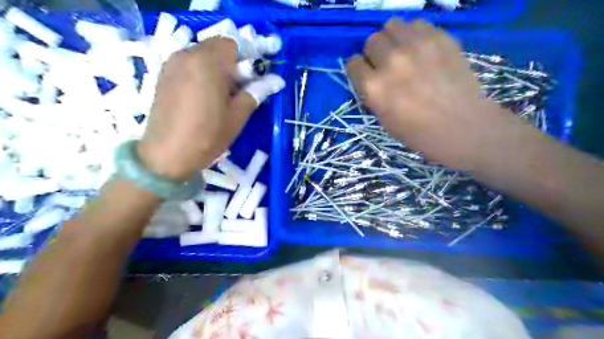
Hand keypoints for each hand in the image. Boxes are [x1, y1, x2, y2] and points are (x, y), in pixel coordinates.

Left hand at [138, 37, 284, 180]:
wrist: (166, 156)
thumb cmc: (207, 136)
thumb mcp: (237, 116)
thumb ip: (255, 92)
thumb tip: (276, 80)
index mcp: (207, 62)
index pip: (233, 45)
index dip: (247, 60)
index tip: (253, 80)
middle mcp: (186, 55)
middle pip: (217, 48)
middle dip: (232, 65)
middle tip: (240, 90)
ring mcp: (172, 65)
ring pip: (203, 56)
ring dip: (218, 69)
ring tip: (223, 96)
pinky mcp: (164, 76)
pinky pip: (189, 65)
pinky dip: (202, 74)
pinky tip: (205, 97)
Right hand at [347, 19, 516, 171]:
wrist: (464, 128)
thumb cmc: (420, 133)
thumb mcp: (384, 120)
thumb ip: (373, 94)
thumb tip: (371, 77)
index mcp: (374, 87)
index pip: (353, 63)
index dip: (359, 70)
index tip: (367, 75)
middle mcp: (391, 61)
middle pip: (371, 40)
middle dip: (375, 53)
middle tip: (386, 65)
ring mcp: (417, 46)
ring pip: (392, 25)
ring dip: (393, 38)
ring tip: (402, 53)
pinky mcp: (441, 38)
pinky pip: (418, 24)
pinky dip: (414, 34)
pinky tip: (422, 50)